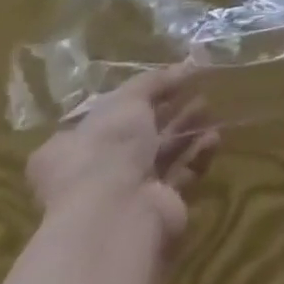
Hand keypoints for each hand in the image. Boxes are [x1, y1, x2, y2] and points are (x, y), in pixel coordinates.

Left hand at [26, 64, 220, 242]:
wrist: (115, 215)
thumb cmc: (107, 149)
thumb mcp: (128, 99)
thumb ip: (154, 81)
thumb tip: (183, 68)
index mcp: (71, 149)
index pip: (99, 120)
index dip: (131, 101)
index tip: (163, 85)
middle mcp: (93, 173)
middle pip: (136, 136)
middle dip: (168, 112)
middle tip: (195, 91)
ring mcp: (124, 194)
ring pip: (161, 154)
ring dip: (186, 130)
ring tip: (209, 109)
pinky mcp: (154, 207)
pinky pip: (181, 174)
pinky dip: (197, 155)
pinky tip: (212, 138)